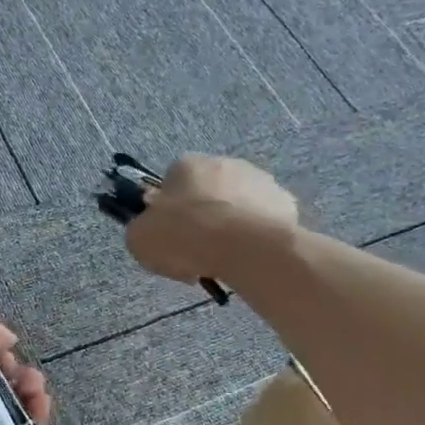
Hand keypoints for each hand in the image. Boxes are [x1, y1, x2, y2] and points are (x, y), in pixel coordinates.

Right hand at [125, 154, 298, 284]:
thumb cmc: (184, 235)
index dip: (170, 214)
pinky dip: (257, 237)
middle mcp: (224, 163)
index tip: (172, 240)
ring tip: (226, 261)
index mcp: (186, 165)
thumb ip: (142, 231)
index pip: (172, 185)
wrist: (241, 245)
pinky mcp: (284, 201)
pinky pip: (264, 222)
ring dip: (232, 227)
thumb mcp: (140, 240)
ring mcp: (258, 180)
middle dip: (203, 219)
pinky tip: (250, 258)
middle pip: (208, 194)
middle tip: (198, 253)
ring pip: (238, 206)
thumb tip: (152, 232)